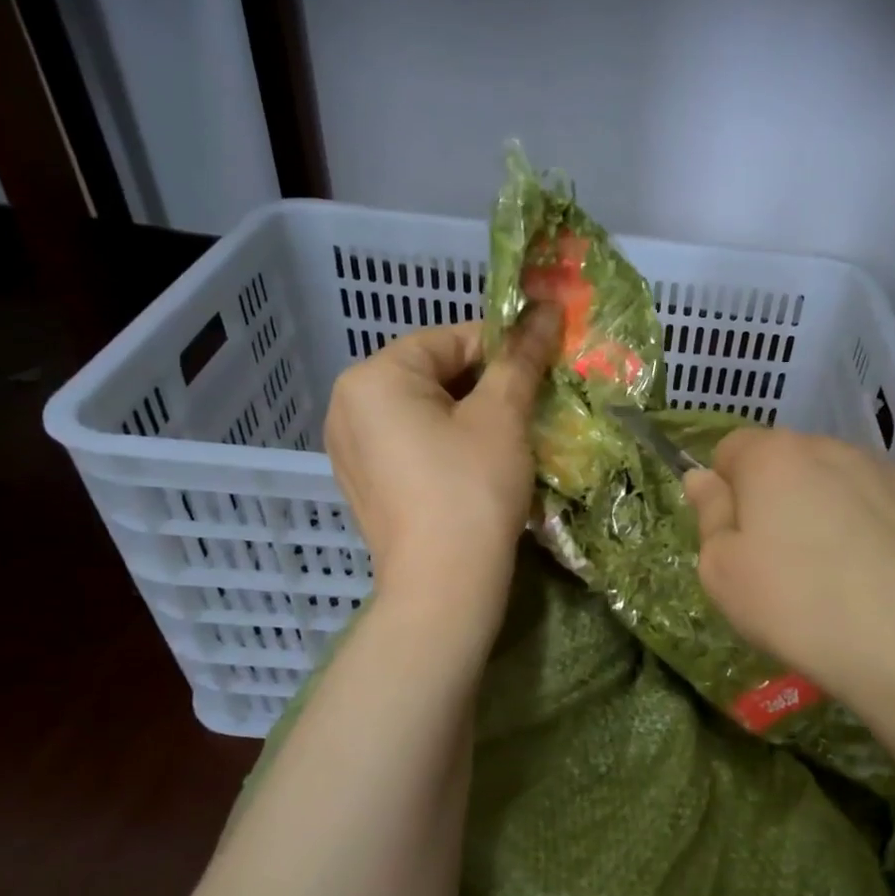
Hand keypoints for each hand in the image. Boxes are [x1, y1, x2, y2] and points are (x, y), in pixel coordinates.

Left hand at [324, 309, 560, 639]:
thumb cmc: (471, 490)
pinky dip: (445, 447)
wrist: (443, 587)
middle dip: (485, 387)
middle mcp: (348, 404)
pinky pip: (410, 445)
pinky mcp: (364, 484)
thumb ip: (521, 358)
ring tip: (507, 444)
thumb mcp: (502, 417)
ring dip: (468, 418)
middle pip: (433, 374)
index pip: (450, 339)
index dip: (503, 350)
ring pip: (423, 412)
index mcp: (374, 377)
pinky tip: (474, 472)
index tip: (540, 374)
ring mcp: (350, 448)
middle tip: (528, 413)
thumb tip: (546, 307)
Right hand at [682, 429, 894, 726]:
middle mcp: (835, 450)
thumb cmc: (800, 608)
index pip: (731, 449)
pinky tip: (880, 588)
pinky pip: (884, 514)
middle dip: (776, 501)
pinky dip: (873, 537)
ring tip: (835, 581)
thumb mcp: (723, 574)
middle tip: (778, 566)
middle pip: (788, 464)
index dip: (724, 490)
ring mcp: (893, 476)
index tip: (733, 538)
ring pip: (840, 487)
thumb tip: (703, 478)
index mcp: (776, 457)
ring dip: (826, 517)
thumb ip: (710, 517)